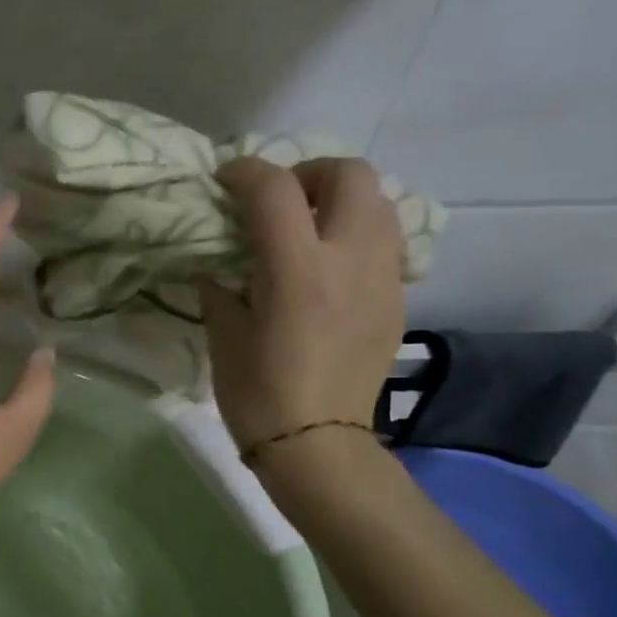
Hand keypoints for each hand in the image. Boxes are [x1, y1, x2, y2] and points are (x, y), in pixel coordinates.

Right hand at [201, 157, 403, 455]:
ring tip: (309, 228)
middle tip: (280, 201)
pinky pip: (386, 242)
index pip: (274, 189)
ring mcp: (382, 277)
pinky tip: (331, 266)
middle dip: (309, 173)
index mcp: (296, 269)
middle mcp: (349, 259)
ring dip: (340, 200)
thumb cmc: (258, 392)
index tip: (225, 182)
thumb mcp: (223, 333)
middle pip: (349, 174)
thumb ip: (220, 283)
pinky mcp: (398, 298)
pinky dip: (357, 234)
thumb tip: (219, 260)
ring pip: (379, 202)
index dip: (244, 172)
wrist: (318, 444)